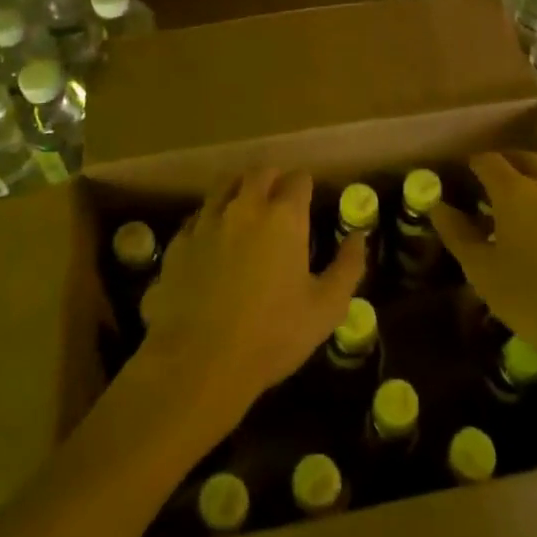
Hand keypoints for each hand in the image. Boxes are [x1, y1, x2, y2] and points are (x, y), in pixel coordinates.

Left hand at [135, 168, 366, 434]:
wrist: (198, 363)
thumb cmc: (272, 335)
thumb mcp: (326, 308)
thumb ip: (348, 267)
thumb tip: (358, 237)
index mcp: (284, 217)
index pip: (298, 179)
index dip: (306, 186)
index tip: (309, 201)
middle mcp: (245, 207)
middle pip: (260, 172)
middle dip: (273, 179)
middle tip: (279, 200)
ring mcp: (207, 221)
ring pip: (224, 185)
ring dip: (239, 189)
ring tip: (246, 209)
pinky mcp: (178, 242)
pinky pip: (198, 216)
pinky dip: (210, 218)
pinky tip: (213, 240)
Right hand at [429, 152, 536, 378]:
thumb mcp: (485, 274)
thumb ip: (458, 235)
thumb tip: (437, 206)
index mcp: (513, 190)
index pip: (488, 161)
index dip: (474, 164)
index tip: (465, 174)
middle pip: (524, 157)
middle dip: (507, 163)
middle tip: (495, 181)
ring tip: (532, 188)